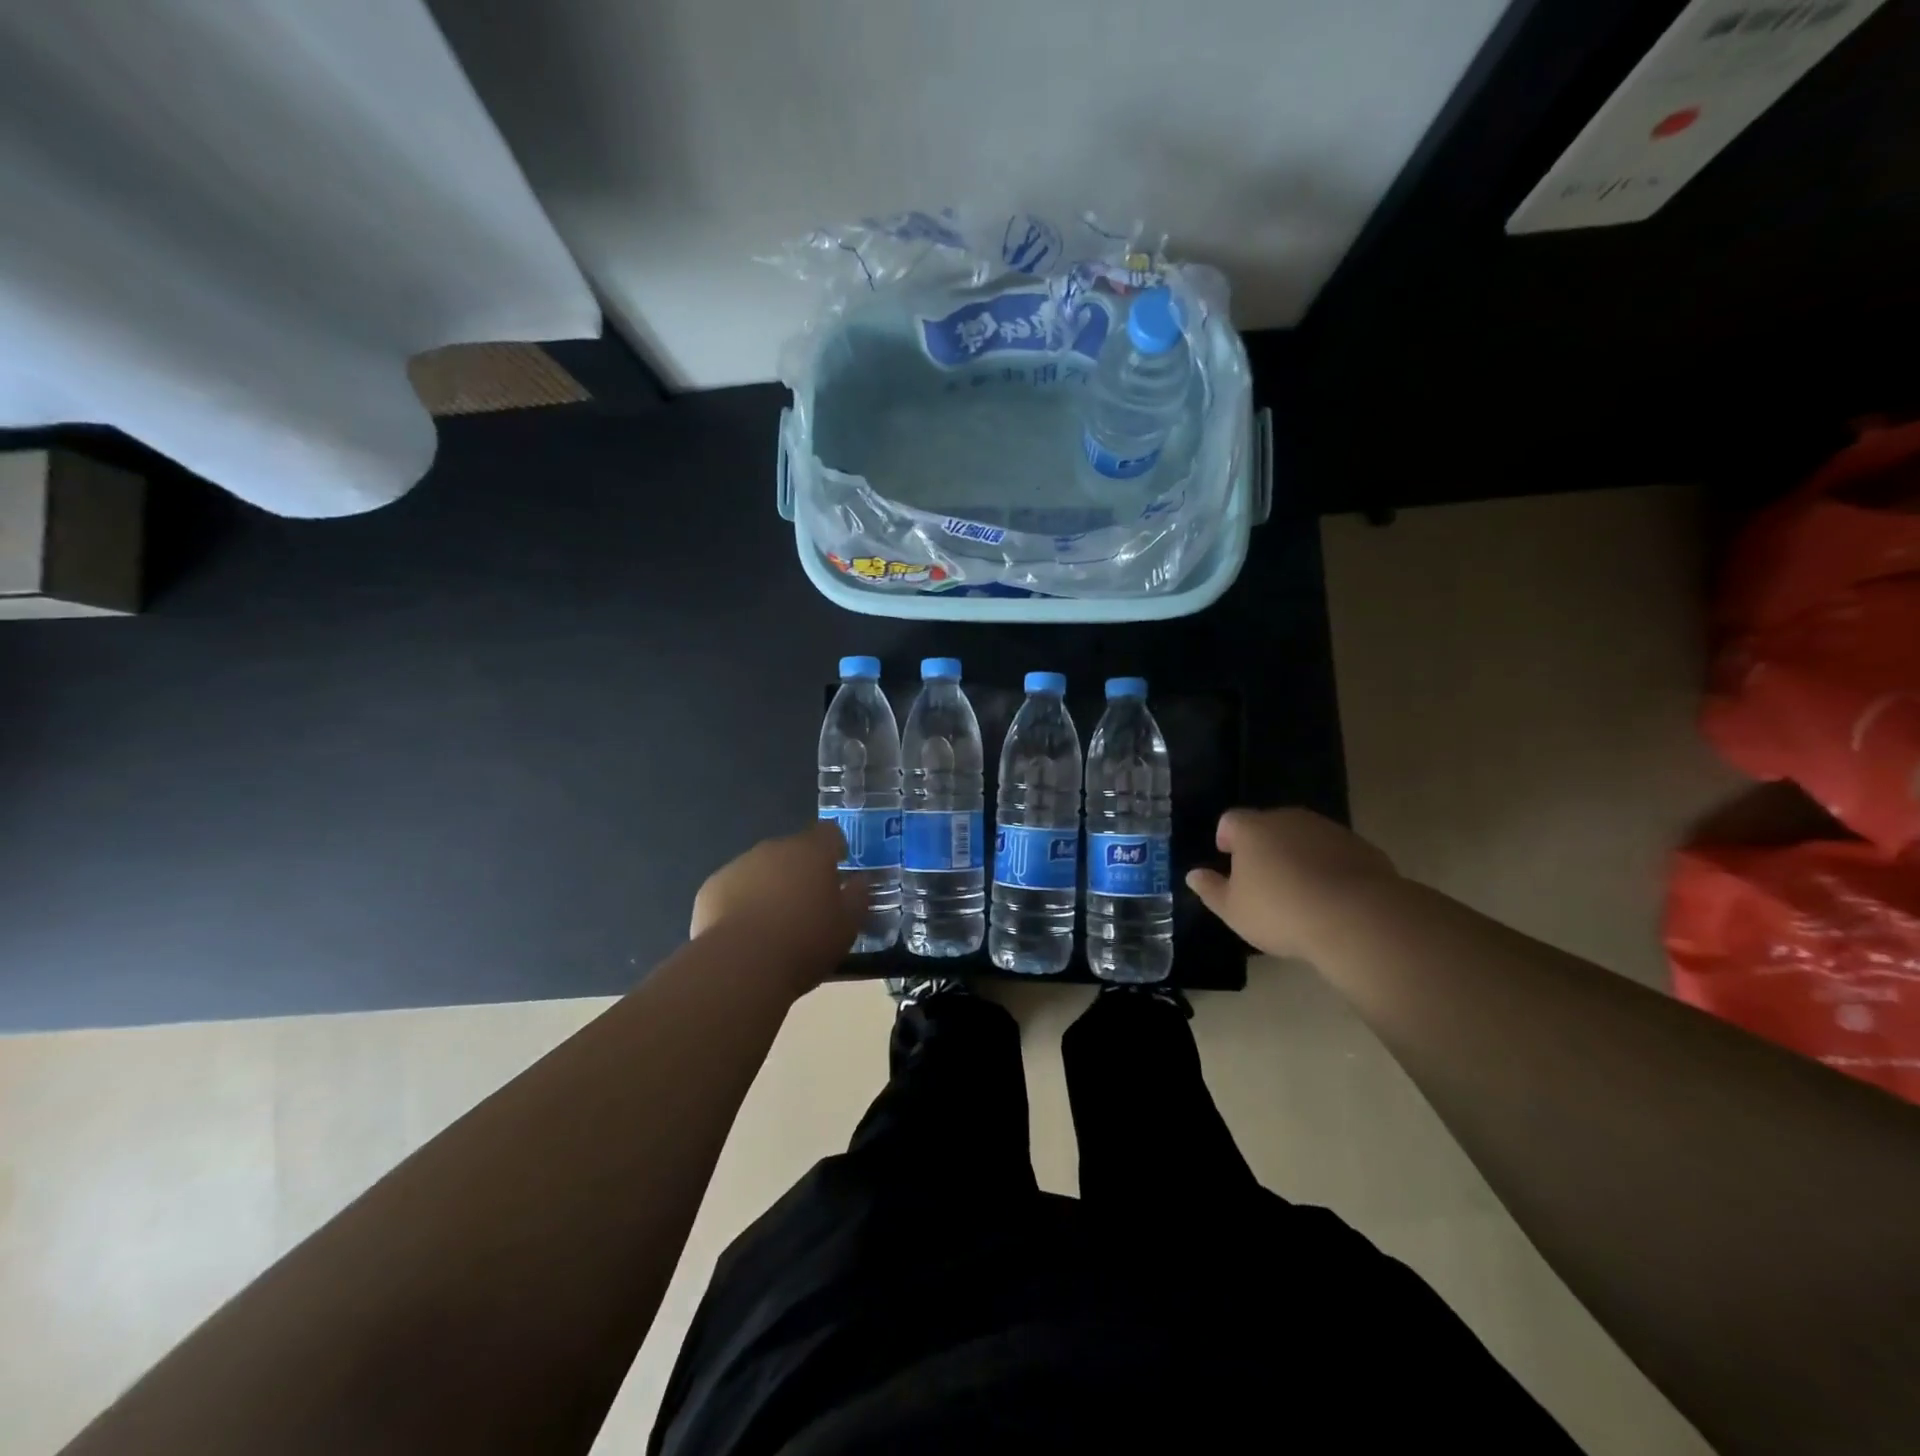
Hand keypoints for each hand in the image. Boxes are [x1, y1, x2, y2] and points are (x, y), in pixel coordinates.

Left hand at [690, 821, 863, 971]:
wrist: (741, 965)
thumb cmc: (805, 941)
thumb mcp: (847, 925)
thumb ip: (858, 897)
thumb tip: (859, 882)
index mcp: (811, 851)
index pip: (829, 833)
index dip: (836, 848)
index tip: (839, 870)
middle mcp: (774, 849)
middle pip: (793, 851)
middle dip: (801, 870)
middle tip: (808, 905)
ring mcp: (739, 866)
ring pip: (762, 869)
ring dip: (770, 886)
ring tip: (775, 924)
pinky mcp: (711, 888)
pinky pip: (735, 889)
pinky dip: (742, 903)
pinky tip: (746, 933)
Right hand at [1185, 808, 1397, 958]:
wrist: (1356, 917)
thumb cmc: (1280, 912)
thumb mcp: (1233, 910)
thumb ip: (1211, 889)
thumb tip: (1193, 875)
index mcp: (1252, 829)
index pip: (1230, 820)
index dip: (1226, 838)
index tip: (1229, 860)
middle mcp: (1288, 819)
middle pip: (1268, 825)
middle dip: (1263, 846)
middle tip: (1263, 880)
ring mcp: (1328, 829)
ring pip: (1303, 837)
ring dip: (1297, 855)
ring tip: (1299, 891)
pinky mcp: (1361, 846)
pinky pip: (1335, 852)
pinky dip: (1328, 866)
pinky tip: (1331, 897)